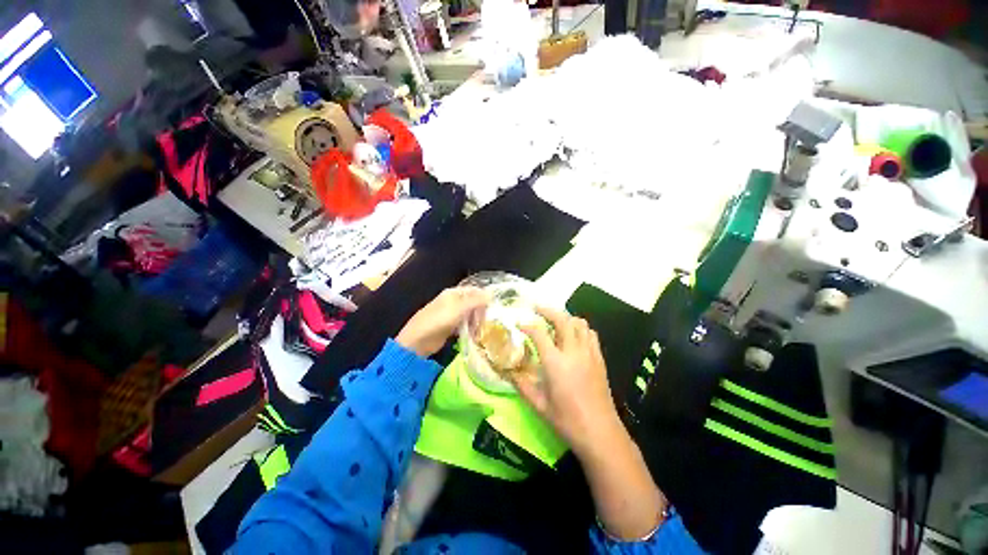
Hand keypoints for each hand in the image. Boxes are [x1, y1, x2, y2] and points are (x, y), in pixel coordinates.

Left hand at [396, 287, 488, 357]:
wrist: (418, 341)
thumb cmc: (439, 321)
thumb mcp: (459, 309)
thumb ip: (476, 301)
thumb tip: (492, 294)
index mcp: (453, 293)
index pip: (473, 291)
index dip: (484, 297)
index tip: (494, 308)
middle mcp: (452, 301)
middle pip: (472, 303)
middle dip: (481, 312)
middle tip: (487, 322)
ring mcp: (450, 315)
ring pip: (469, 315)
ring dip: (476, 322)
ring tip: (481, 331)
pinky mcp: (449, 327)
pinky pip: (463, 325)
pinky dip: (469, 329)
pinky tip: (474, 336)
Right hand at [515, 307, 621, 455]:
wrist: (600, 433)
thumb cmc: (567, 420)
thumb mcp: (539, 404)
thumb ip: (522, 385)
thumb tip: (508, 371)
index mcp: (556, 363)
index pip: (539, 333)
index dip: (527, 325)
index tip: (519, 324)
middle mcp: (573, 352)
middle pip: (562, 319)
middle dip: (547, 310)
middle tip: (536, 309)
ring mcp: (589, 353)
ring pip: (579, 323)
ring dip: (565, 317)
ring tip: (555, 321)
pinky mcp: (599, 358)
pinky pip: (590, 334)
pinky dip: (580, 328)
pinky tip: (573, 335)